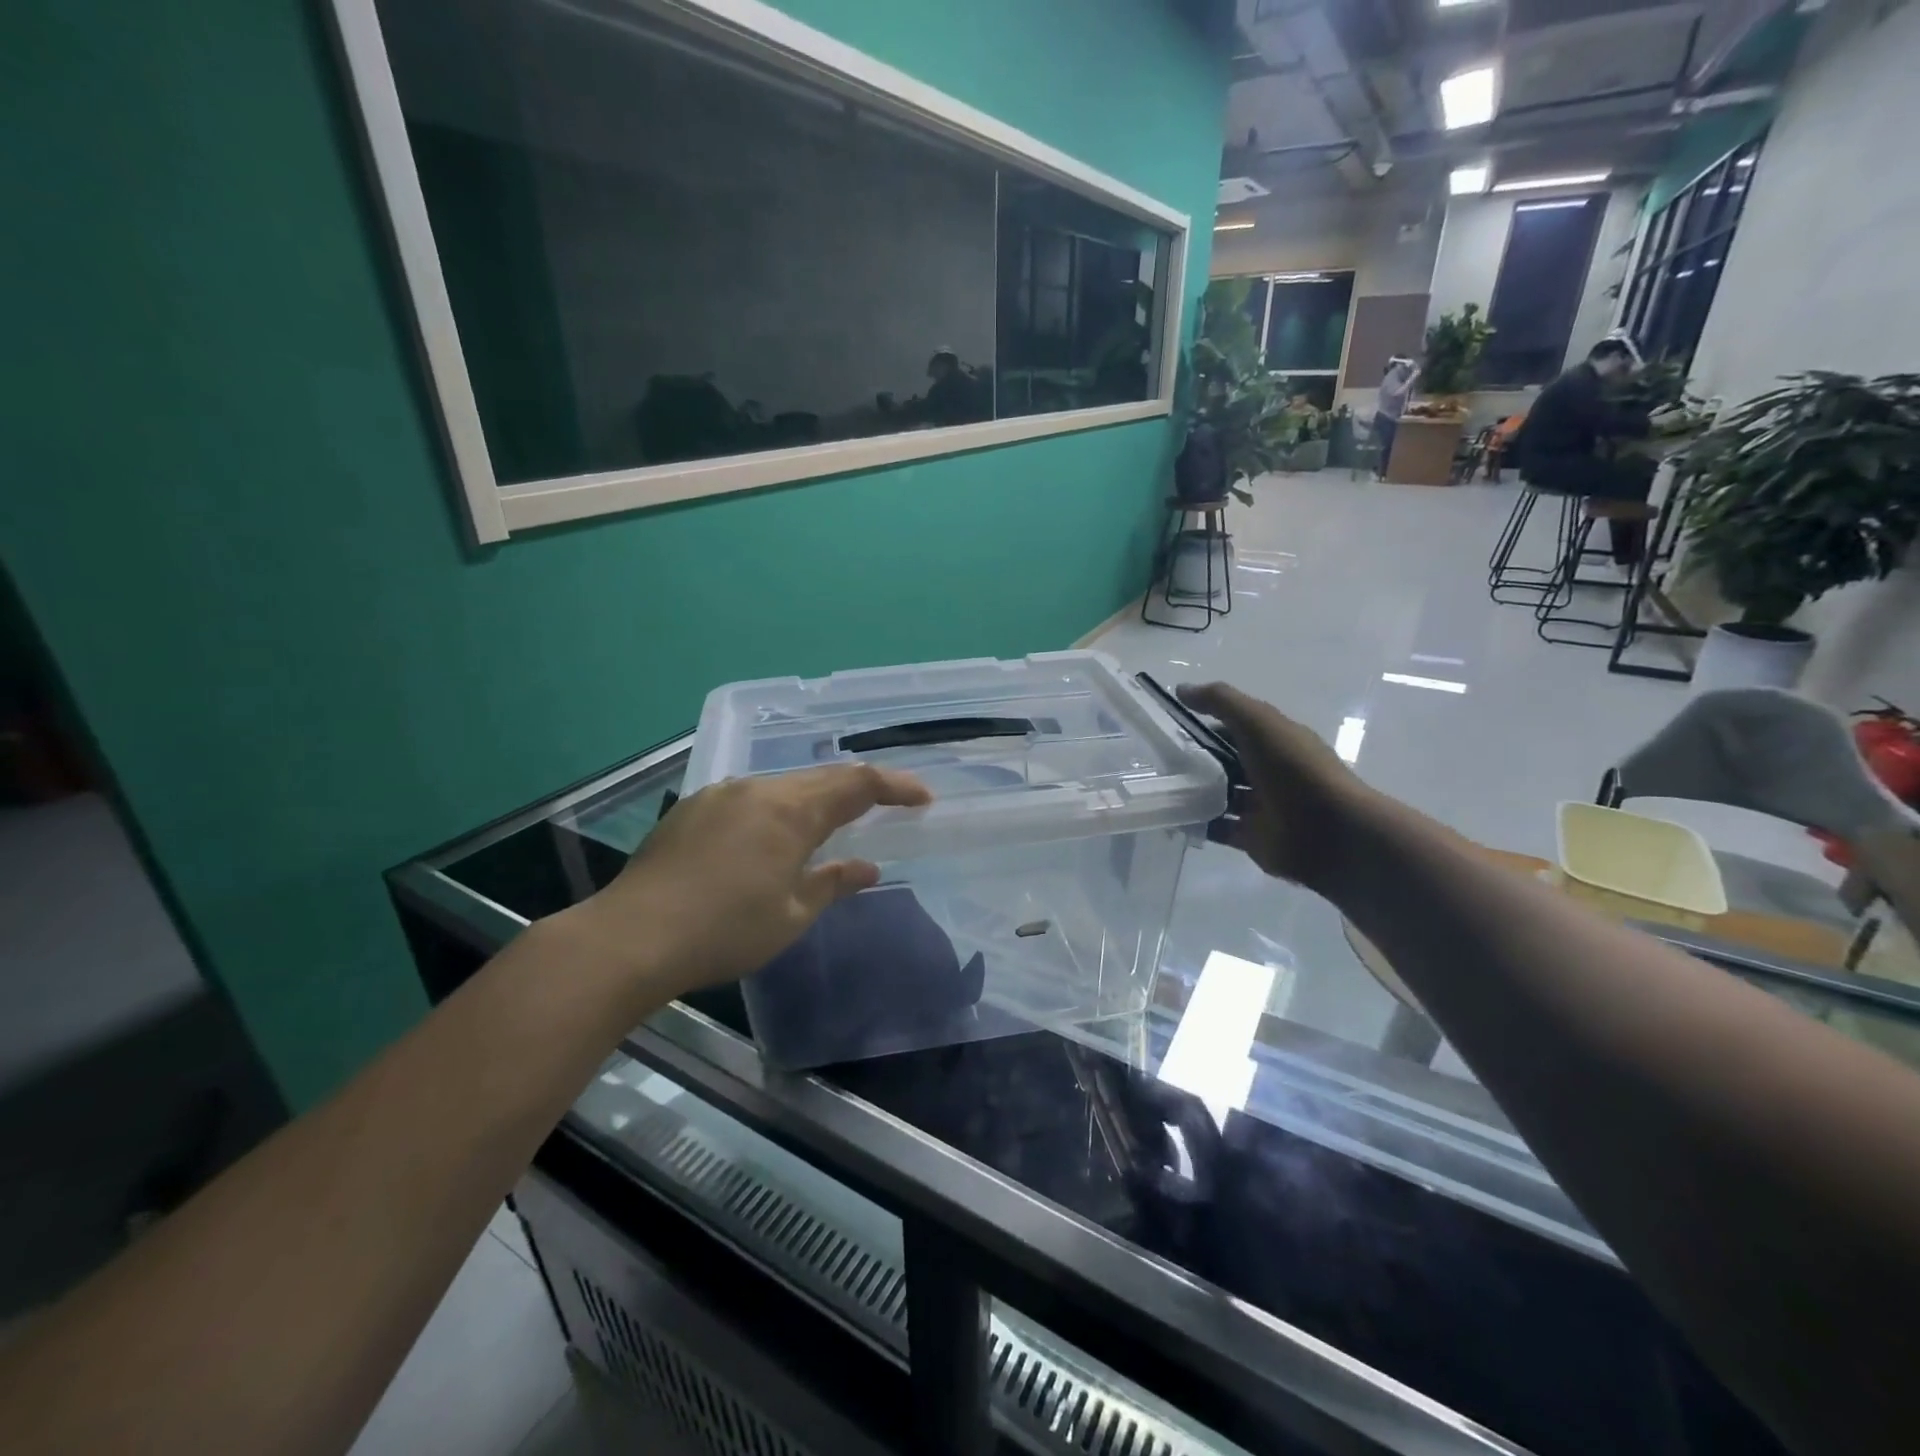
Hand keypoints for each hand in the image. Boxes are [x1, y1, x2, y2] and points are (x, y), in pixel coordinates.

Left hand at [562, 764, 930, 1001]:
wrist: (633, 937)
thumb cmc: (726, 931)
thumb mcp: (792, 915)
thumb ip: (833, 882)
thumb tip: (868, 867)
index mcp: (791, 811)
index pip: (857, 784)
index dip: (895, 786)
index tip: (923, 797)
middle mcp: (758, 789)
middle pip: (821, 777)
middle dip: (859, 788)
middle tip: (887, 804)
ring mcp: (721, 794)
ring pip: (783, 785)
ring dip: (815, 798)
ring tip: (832, 821)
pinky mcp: (693, 808)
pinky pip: (751, 796)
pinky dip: (778, 807)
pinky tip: (772, 834)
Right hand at [1176, 682, 1372, 889]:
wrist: (1332, 833)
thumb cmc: (1295, 771)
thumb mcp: (1258, 723)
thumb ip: (1221, 702)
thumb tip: (1181, 689)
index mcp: (1277, 741)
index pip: (1236, 729)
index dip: (1206, 725)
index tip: (1172, 728)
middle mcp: (1270, 772)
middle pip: (1225, 763)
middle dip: (1196, 761)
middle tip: (1158, 761)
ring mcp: (1262, 807)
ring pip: (1220, 795)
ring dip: (1194, 792)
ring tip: (1161, 788)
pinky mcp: (1253, 838)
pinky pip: (1219, 828)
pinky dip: (1198, 823)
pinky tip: (1174, 816)